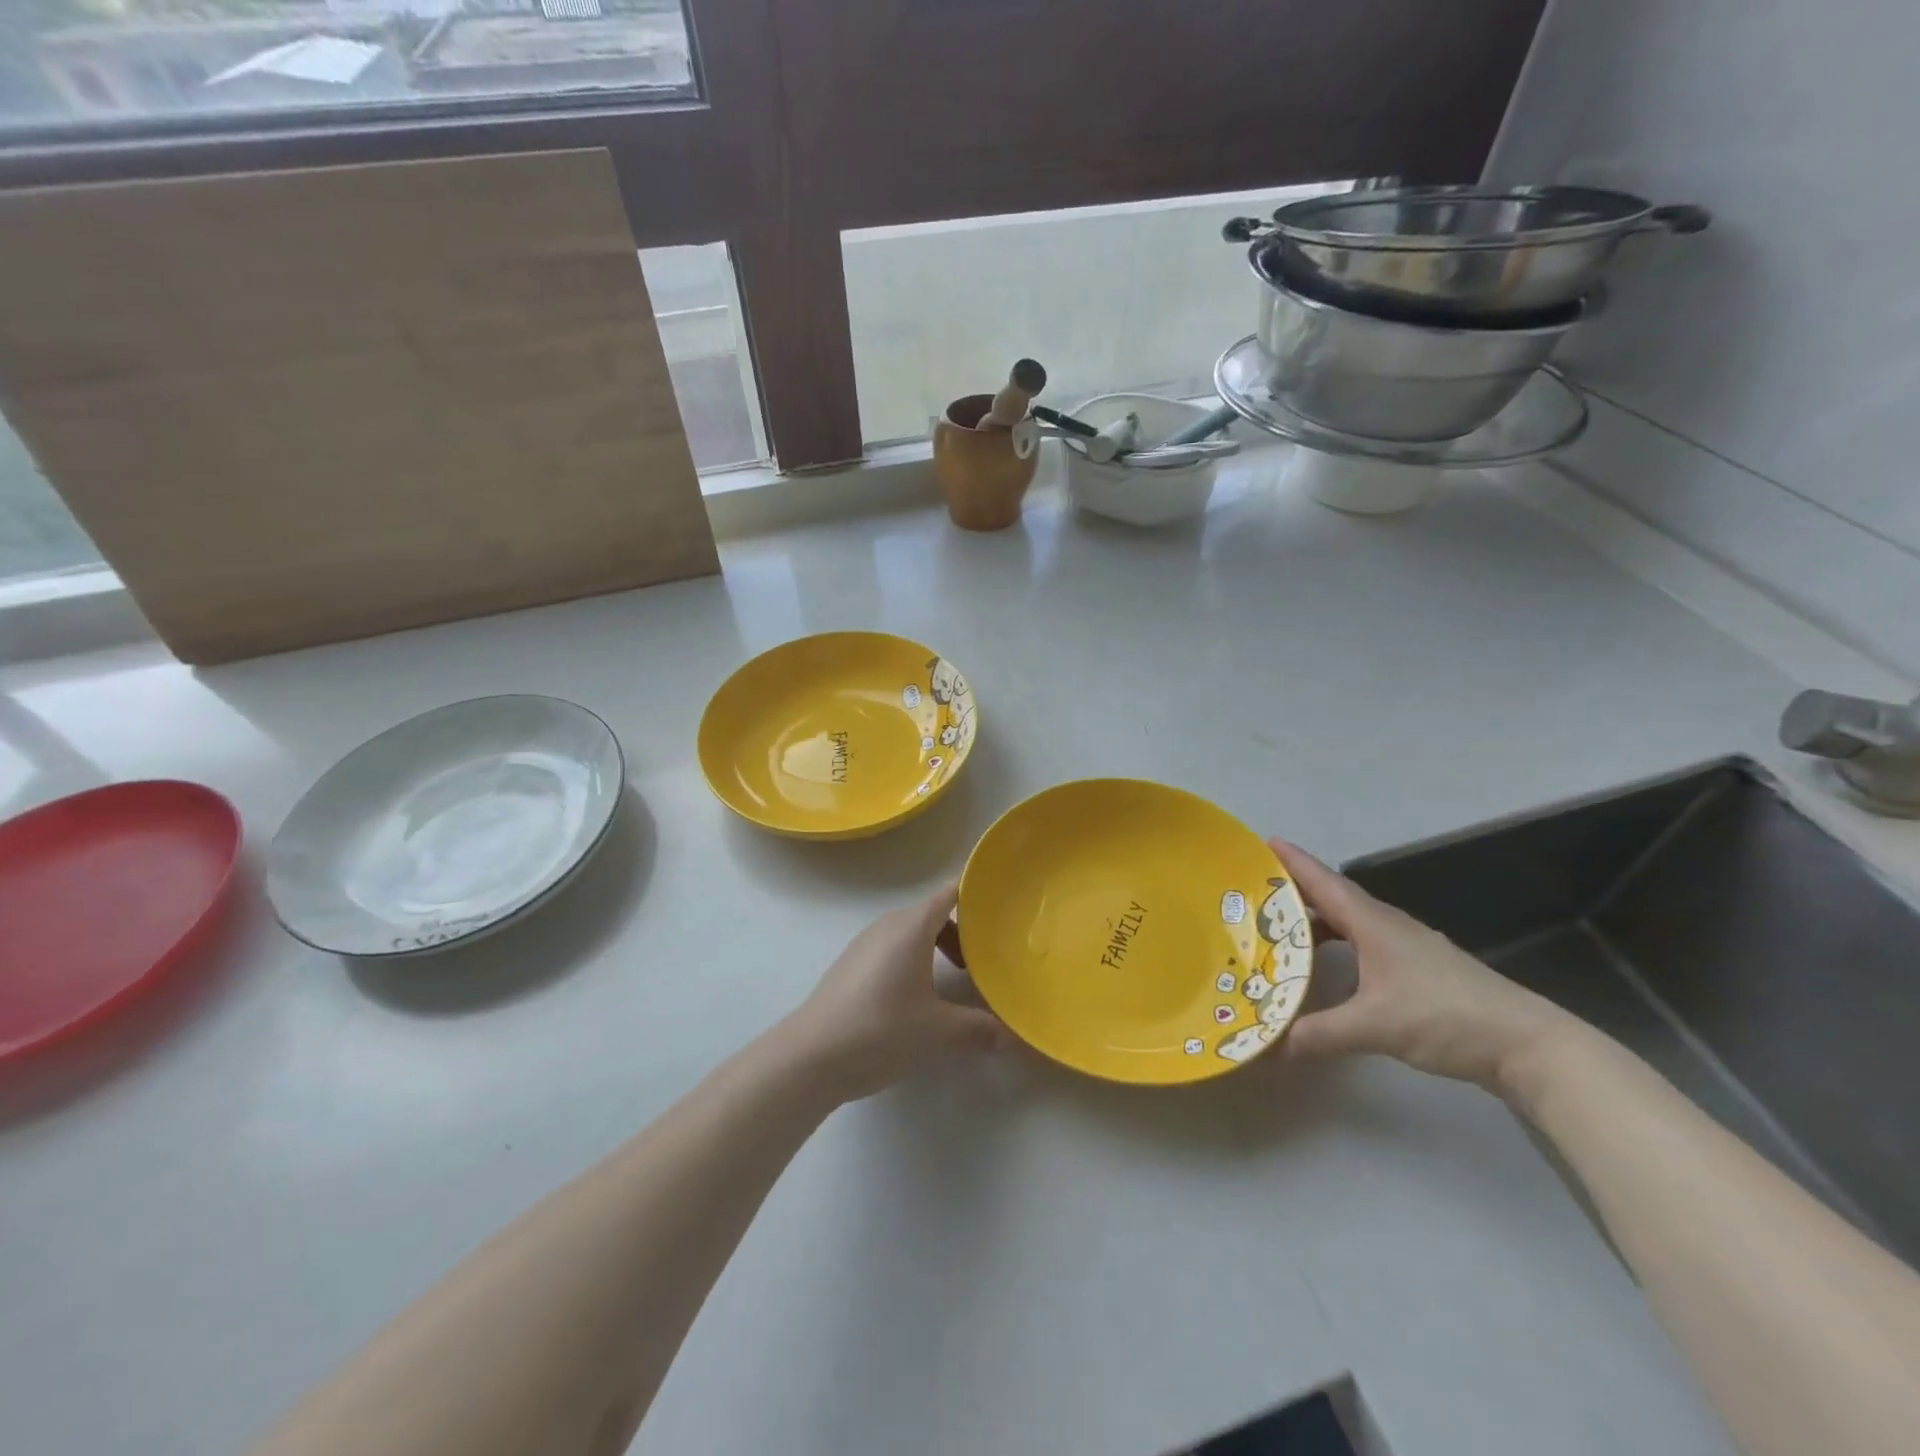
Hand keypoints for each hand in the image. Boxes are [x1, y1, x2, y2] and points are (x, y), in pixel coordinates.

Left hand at [779, 883, 1003, 1101]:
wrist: (811, 1056)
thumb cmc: (881, 1030)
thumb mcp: (939, 1033)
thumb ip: (979, 1030)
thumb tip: (1010, 1035)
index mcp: (911, 927)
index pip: (949, 894)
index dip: (974, 895)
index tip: (1000, 905)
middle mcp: (887, 926)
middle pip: (931, 914)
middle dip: (960, 933)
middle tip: (983, 961)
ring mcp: (863, 944)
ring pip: (909, 934)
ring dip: (934, 949)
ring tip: (952, 982)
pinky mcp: (849, 966)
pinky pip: (890, 950)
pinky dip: (911, 961)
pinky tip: (915, 999)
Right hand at [1273, 839, 1573, 1092]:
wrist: (1527, 1045)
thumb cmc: (1446, 1017)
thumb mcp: (1375, 1026)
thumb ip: (1319, 1033)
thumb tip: (1267, 1046)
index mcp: (1373, 923)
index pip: (1324, 882)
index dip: (1293, 862)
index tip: (1263, 842)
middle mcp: (1386, 926)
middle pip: (1332, 897)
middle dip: (1293, 891)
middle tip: (1253, 892)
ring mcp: (1405, 947)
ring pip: (1348, 922)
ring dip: (1314, 921)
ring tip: (1277, 929)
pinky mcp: (1417, 970)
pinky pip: (1361, 943)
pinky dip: (1335, 945)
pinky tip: (1324, 967)